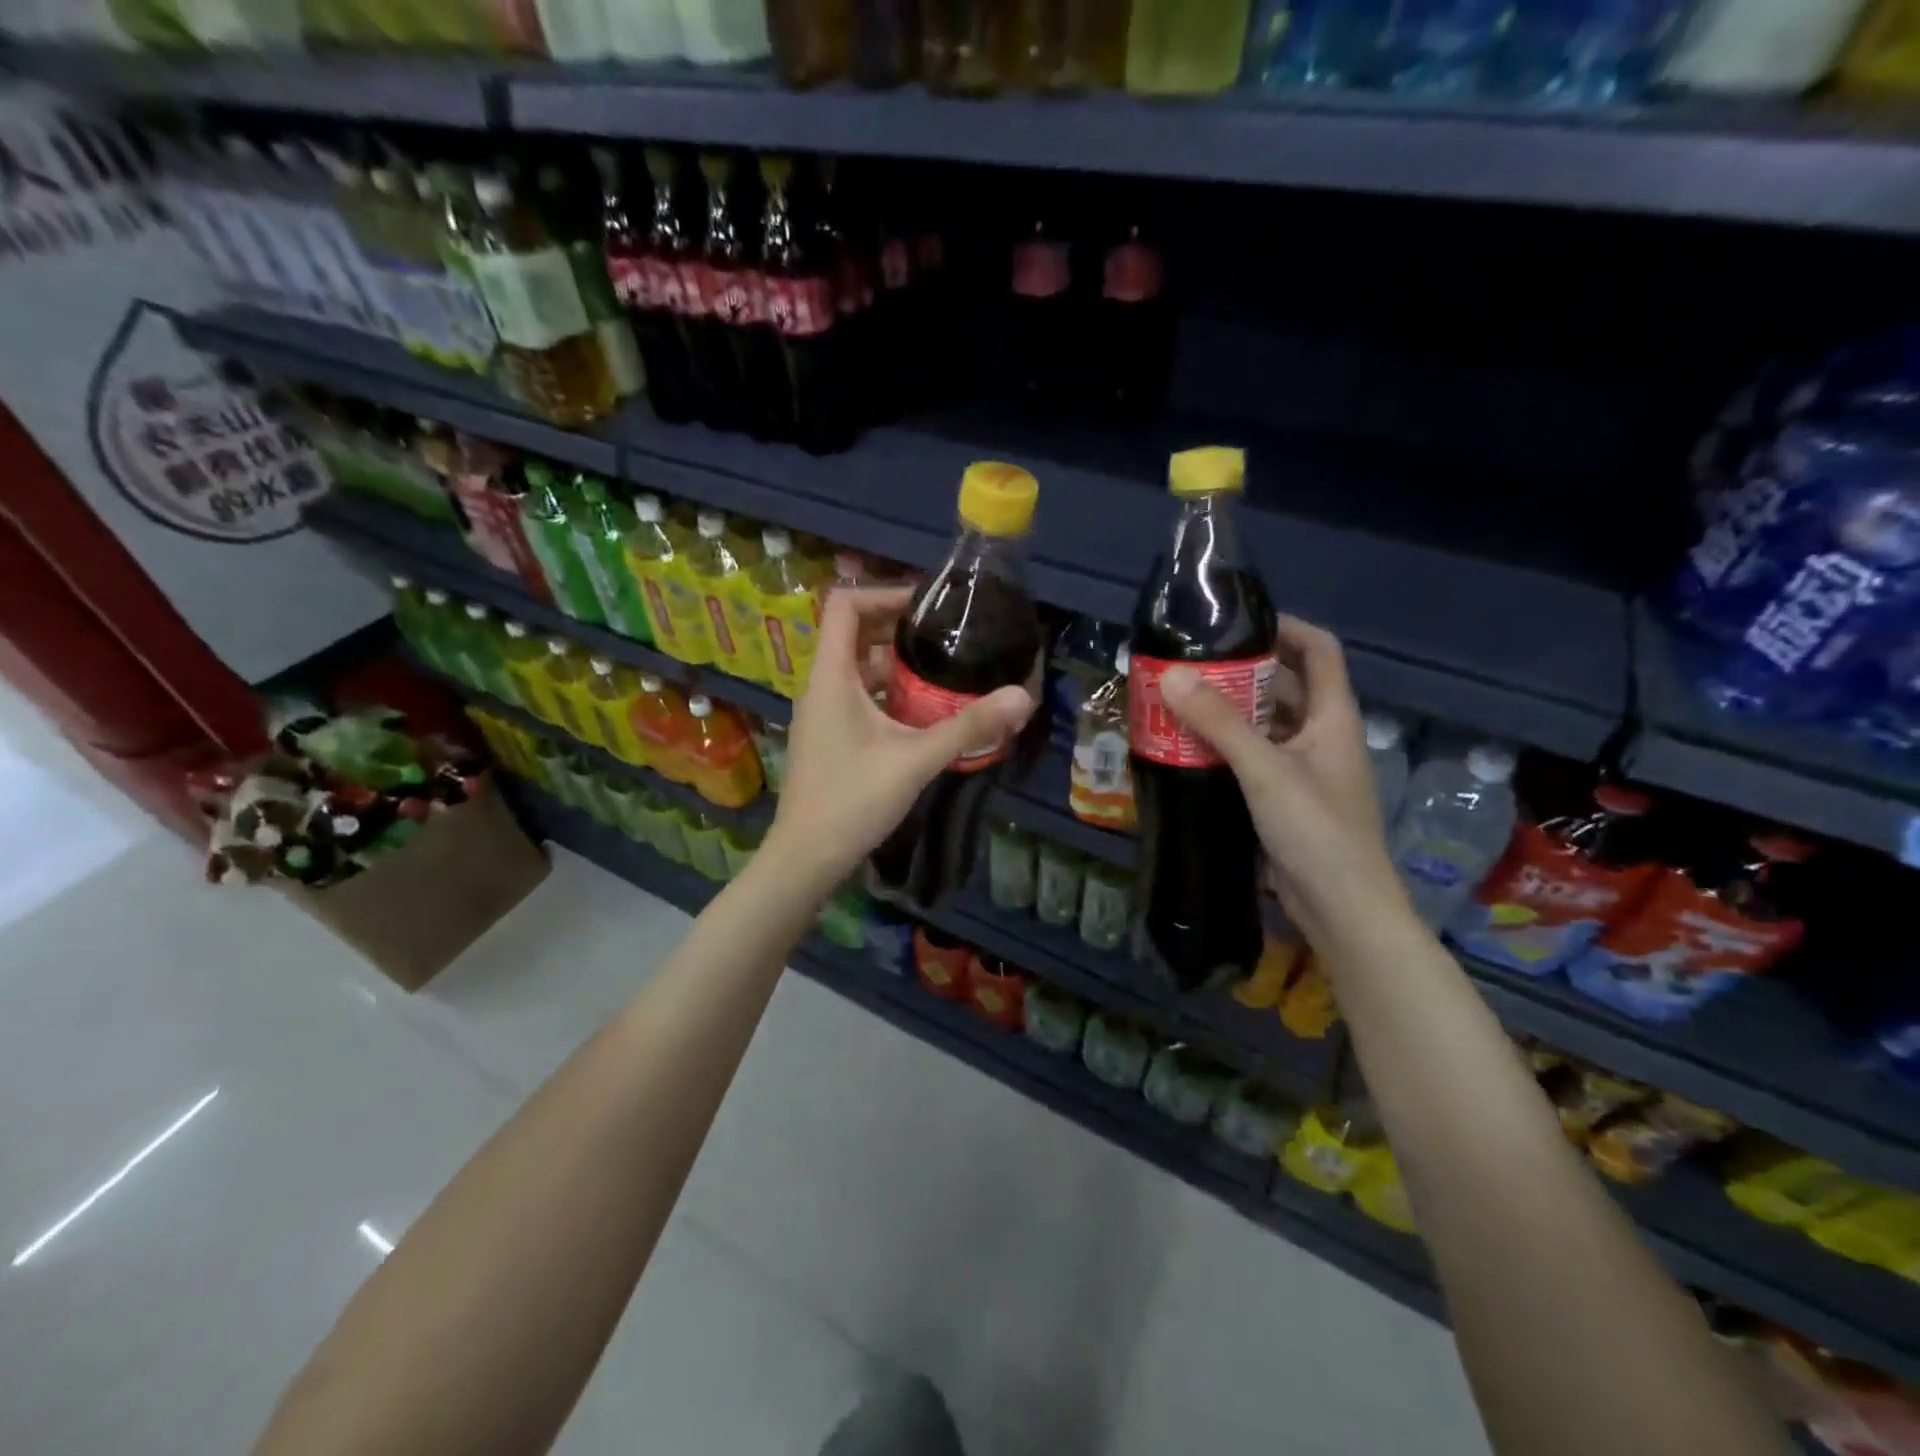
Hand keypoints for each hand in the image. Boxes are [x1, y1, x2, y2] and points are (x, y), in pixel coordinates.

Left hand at [765, 586, 1033, 891]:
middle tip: (946, 636)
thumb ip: (969, 726)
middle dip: (898, 628)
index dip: (884, 593)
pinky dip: (887, 693)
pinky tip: (922, 712)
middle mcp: (820, 686)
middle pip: (853, 633)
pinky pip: (857, 697)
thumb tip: (1022, 696)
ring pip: (857, 669)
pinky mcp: (828, 737)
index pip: (844, 605)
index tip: (927, 606)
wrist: (806, 857)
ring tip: (942, 670)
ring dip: (895, 664)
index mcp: (831, 676)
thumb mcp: (916, 760)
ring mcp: (821, 714)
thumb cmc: (853, 800)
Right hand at [1159, 616, 1409, 948]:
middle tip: (1191, 665)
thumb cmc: (1316, 830)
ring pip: (1267, 724)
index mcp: (1333, 717)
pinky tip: (1192, 750)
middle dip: (1242, 672)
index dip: (1286, 627)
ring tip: (1181, 701)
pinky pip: (1256, 758)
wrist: (1343, 908)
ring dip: (1230, 712)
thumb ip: (1219, 723)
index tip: (1237, 623)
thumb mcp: (1265, 770)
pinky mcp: (1287, 799)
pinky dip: (1228, 747)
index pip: (1319, 650)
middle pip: (1286, 686)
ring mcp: (1306, 769)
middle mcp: (1323, 736)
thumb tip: (1172, 676)